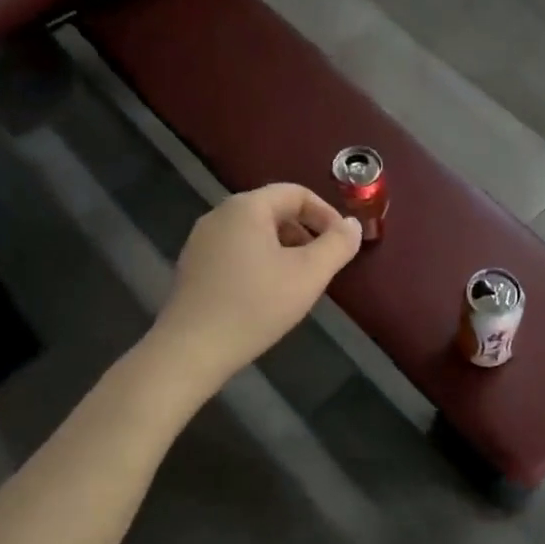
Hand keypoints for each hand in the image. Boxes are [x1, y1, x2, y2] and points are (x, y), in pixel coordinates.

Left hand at [154, 183, 361, 389]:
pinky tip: (266, 295)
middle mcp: (219, 215)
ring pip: (255, 233)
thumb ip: (337, 244)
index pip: (296, 193)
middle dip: (306, 233)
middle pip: (274, 211)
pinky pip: (236, 251)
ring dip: (284, 250)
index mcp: (247, 207)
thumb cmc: (256, 306)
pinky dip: (260, 262)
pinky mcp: (193, 266)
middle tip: (323, 265)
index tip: (342, 244)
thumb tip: (353, 224)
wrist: (191, 350)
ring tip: (298, 283)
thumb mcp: (309, 275)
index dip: (326, 214)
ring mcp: (201, 241)